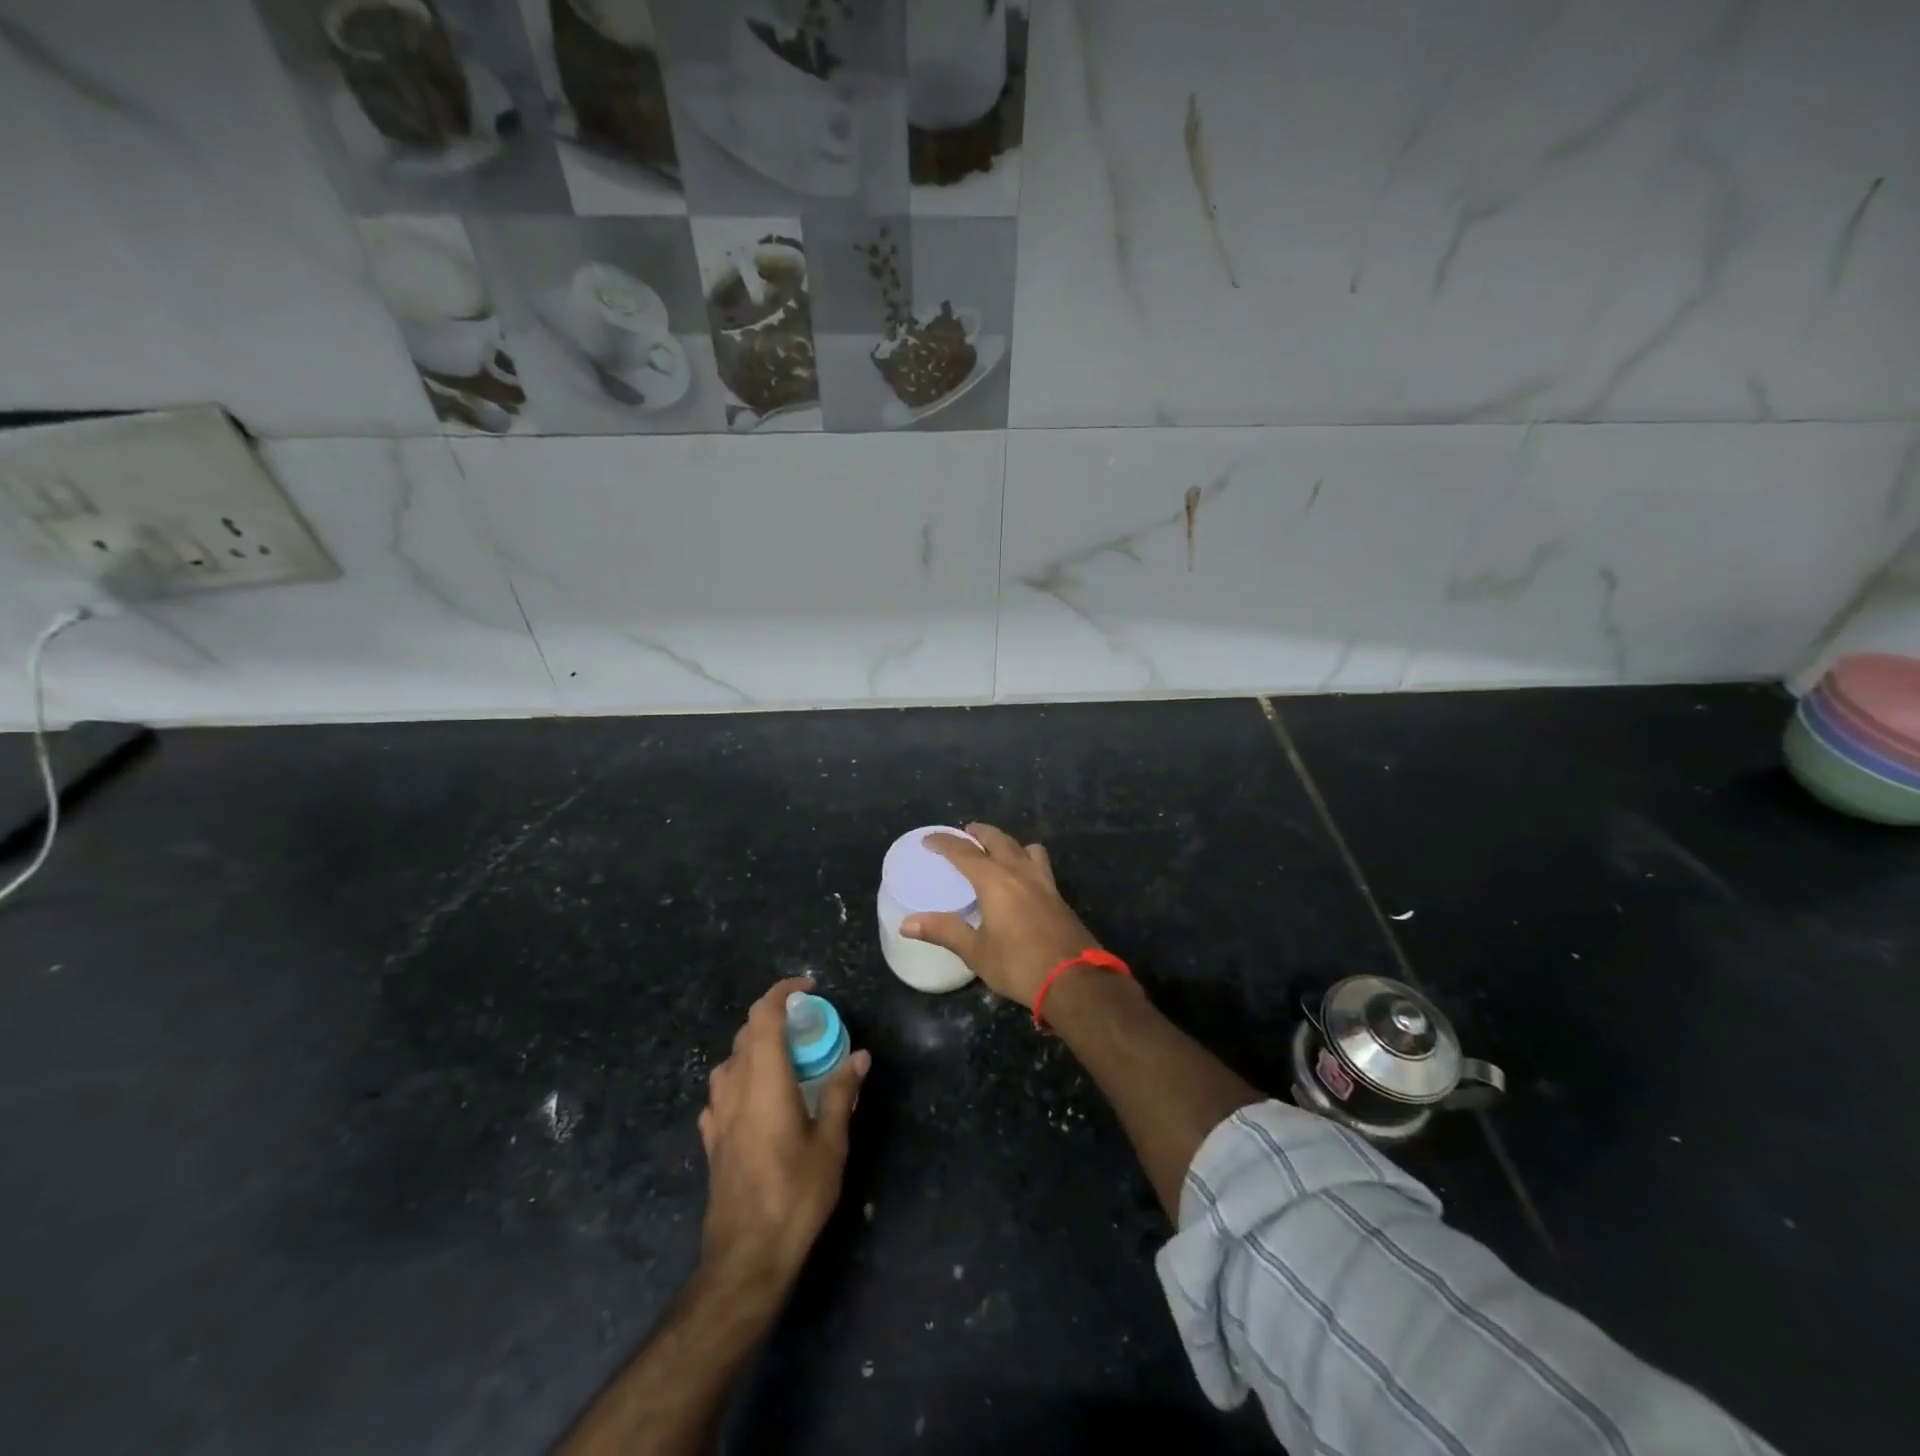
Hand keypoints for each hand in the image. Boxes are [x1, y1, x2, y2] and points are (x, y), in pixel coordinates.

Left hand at [697, 977, 870, 1298]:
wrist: (745, 1257)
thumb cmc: (795, 1195)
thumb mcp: (830, 1144)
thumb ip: (841, 1094)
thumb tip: (860, 1056)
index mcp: (764, 1081)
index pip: (763, 1016)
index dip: (782, 992)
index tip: (807, 987)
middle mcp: (735, 1089)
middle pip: (745, 1034)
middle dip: (772, 1018)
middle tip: (806, 1025)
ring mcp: (717, 1116)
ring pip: (729, 1062)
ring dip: (754, 1048)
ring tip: (784, 1060)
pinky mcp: (711, 1141)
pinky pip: (721, 1095)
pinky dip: (740, 1081)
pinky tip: (756, 1101)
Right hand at [900, 823, 1102, 1006]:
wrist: (1074, 980)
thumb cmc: (1019, 965)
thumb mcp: (976, 951)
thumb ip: (944, 931)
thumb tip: (906, 923)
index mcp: (995, 881)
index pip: (965, 852)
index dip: (945, 843)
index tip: (929, 839)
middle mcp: (1020, 872)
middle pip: (999, 840)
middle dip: (979, 833)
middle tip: (965, 834)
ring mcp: (1044, 883)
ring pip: (1026, 848)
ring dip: (1009, 843)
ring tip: (998, 852)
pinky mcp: (1059, 897)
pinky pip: (1040, 865)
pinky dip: (1026, 860)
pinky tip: (1023, 880)